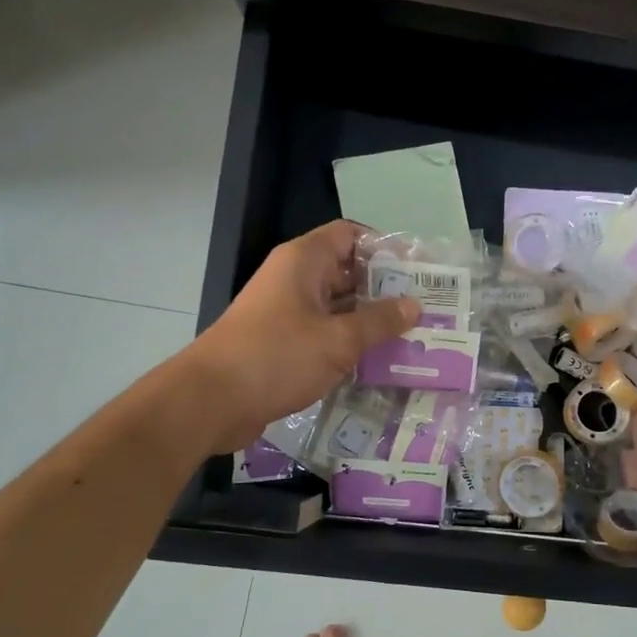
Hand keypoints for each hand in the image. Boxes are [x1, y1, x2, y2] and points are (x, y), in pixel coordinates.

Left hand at [183, 221, 418, 451]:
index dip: (384, 247)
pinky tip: (378, 361)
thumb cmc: (277, 357)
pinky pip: (324, 334)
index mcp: (303, 261)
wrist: (211, 401)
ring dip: (369, 321)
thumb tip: (414, 305)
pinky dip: (348, 343)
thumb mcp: (338, 340)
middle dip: (384, 289)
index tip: (417, 271)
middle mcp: (294, 279)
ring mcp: (286, 312)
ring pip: (336, 307)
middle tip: (425, 309)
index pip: (350, 235)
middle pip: (346, 272)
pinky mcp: (282, 344)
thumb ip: (379, 322)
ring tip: (411, 336)